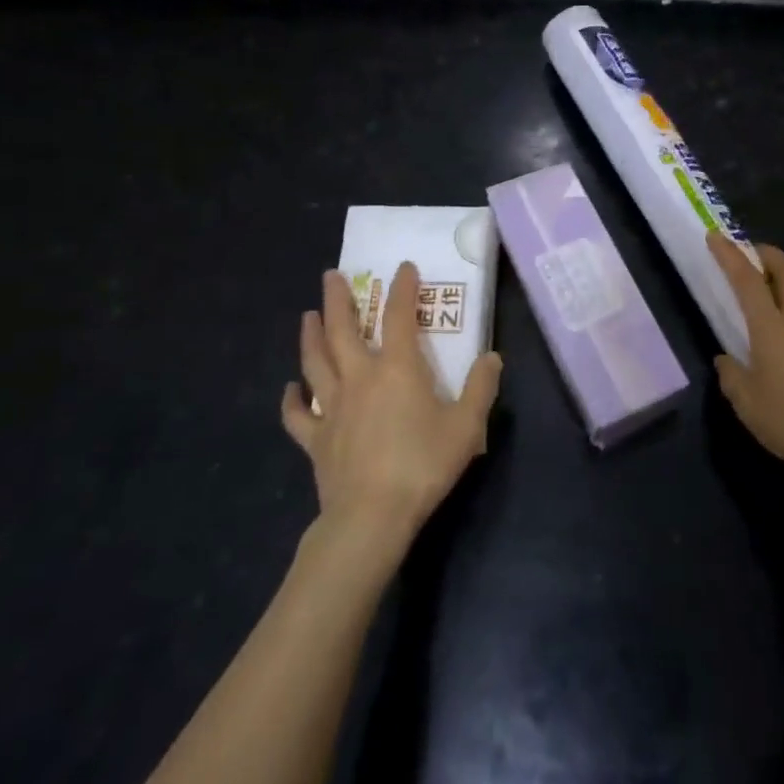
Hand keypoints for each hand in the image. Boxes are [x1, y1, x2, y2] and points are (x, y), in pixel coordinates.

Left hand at [282, 263, 501, 555]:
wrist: (371, 516)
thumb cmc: (422, 465)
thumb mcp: (466, 426)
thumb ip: (480, 388)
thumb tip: (492, 357)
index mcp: (397, 369)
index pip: (399, 316)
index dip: (403, 288)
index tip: (403, 267)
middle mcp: (359, 377)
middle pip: (342, 329)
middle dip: (338, 299)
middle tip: (331, 275)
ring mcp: (331, 407)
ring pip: (315, 362)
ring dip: (310, 335)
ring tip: (307, 314)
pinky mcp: (315, 438)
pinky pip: (297, 415)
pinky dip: (291, 399)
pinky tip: (291, 388)